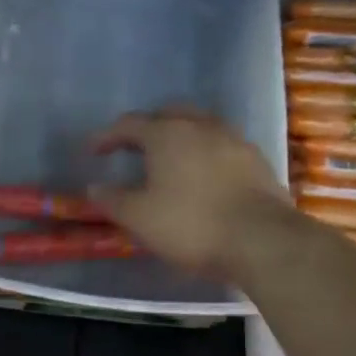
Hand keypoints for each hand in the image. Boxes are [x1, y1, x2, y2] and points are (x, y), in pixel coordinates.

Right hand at [89, 109, 285, 279]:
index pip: (129, 124)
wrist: (262, 241)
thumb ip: (112, 200)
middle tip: (133, 148)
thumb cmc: (190, 225)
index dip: (107, 136)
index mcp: (167, 134)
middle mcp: (201, 127)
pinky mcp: (257, 162)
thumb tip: (94, 188)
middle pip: (169, 114)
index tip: (93, 152)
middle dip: (147, 127)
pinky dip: (204, 155)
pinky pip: (222, 147)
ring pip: (200, 127)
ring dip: (180, 138)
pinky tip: (202, 177)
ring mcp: (234, 141)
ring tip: (169, 161)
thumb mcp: (139, 217)